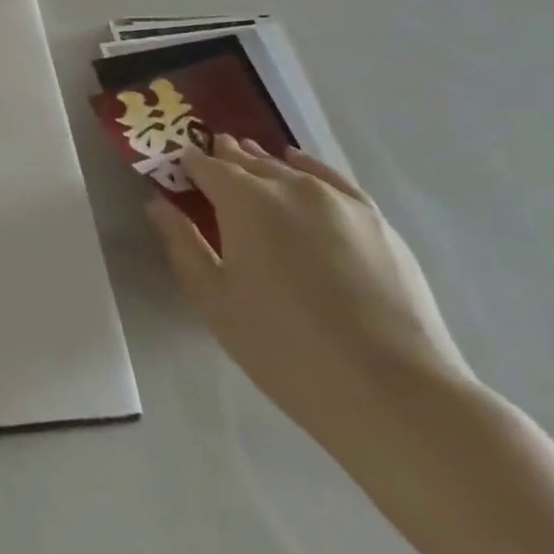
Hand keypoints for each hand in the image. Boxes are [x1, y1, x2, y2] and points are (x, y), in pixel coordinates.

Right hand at [147, 133, 471, 446]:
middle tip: (211, 166)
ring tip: (249, 163)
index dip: (188, 164)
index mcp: (244, 201)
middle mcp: (288, 186)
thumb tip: (157, 204)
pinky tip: (299, 166)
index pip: (206, 165)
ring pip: (287, 166)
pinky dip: (308, 167)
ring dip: (262, 163)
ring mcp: (337, 200)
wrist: (396, 394)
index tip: (178, 170)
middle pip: (247, 159)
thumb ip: (183, 245)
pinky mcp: (375, 219)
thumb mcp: (216, 303)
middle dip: (224, 159)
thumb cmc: (287, 350)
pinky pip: (332, 177)